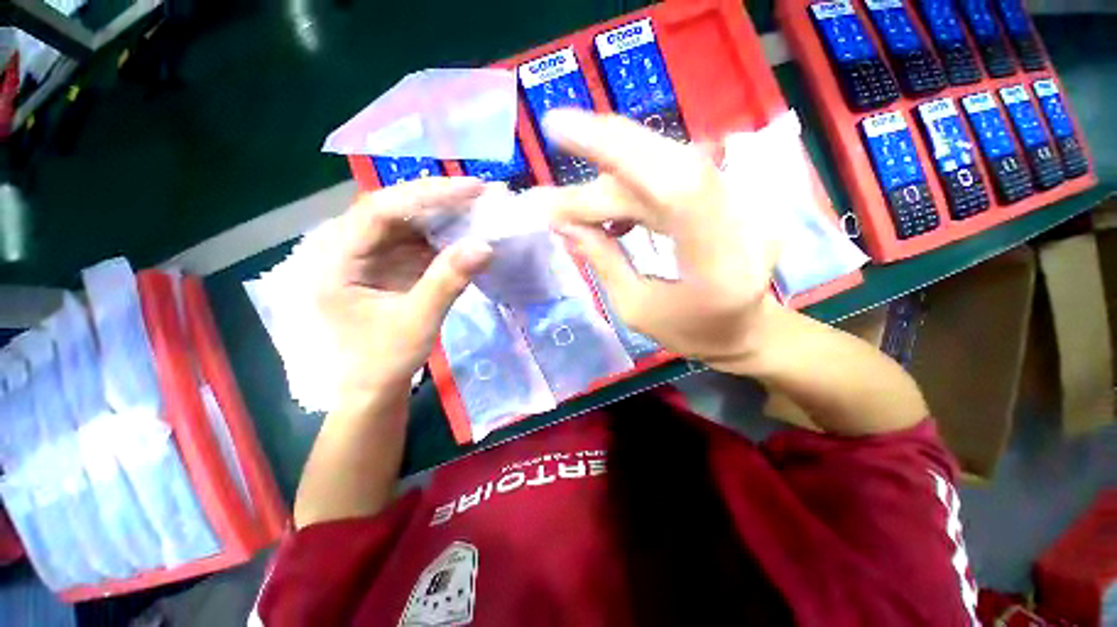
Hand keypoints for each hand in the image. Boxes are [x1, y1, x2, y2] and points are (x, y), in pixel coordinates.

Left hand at [307, 177, 492, 396]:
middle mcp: (347, 248)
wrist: (372, 387)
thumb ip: (448, 282)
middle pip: (393, 208)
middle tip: (480, 192)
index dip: (428, 195)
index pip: (380, 210)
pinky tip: (467, 231)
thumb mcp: (417, 322)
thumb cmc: (383, 360)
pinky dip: (444, 235)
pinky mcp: (388, 264)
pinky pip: (416, 240)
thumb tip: (485, 245)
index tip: (472, 189)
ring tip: (479, 206)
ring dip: (444, 214)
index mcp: (336, 261)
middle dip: (438, 198)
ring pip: (407, 221)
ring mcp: (369, 255)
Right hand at [541, 109, 779, 367]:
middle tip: (549, 198)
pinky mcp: (727, 194)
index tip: (558, 128)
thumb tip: (563, 224)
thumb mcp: (636, 309)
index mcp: (720, 261)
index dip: (617, 148)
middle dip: (596, 176)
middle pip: (659, 170)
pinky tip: (610, 213)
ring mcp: (740, 201)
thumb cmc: (692, 332)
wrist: (746, 329)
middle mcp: (739, 218)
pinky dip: (630, 187)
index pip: (674, 183)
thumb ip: (603, 261)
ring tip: (574, 210)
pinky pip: (669, 176)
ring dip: (609, 184)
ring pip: (660, 168)